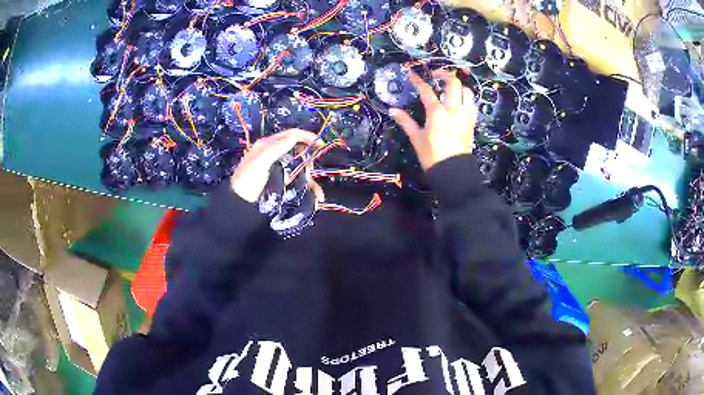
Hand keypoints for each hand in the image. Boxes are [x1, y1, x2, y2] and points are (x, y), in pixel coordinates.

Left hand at [230, 129, 317, 202]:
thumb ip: (277, 147)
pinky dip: (309, 188)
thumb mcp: (260, 161)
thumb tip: (297, 136)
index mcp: (268, 145)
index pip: (291, 135)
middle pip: (298, 150)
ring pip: (301, 168)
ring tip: (315, 191)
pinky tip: (315, 197)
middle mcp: (275, 155)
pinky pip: (300, 182)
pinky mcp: (282, 184)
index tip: (320, 144)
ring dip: (311, 178)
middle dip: (309, 158)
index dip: (306, 136)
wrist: (240, 206)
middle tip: (311, 168)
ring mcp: (279, 170)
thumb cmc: (248, 182)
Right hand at [390, 70, 476, 170]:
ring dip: (459, 86)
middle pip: (453, 83)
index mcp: (437, 112)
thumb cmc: (432, 156)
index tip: (411, 74)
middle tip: (436, 74)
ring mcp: (465, 115)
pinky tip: (460, 102)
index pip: (426, 90)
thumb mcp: (417, 138)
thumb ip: (406, 122)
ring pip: (467, 92)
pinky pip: (472, 104)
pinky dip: (466, 99)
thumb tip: (393, 110)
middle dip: (445, 74)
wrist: (453, 171)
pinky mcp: (472, 123)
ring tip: (450, 88)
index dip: (418, 80)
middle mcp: (453, 109)